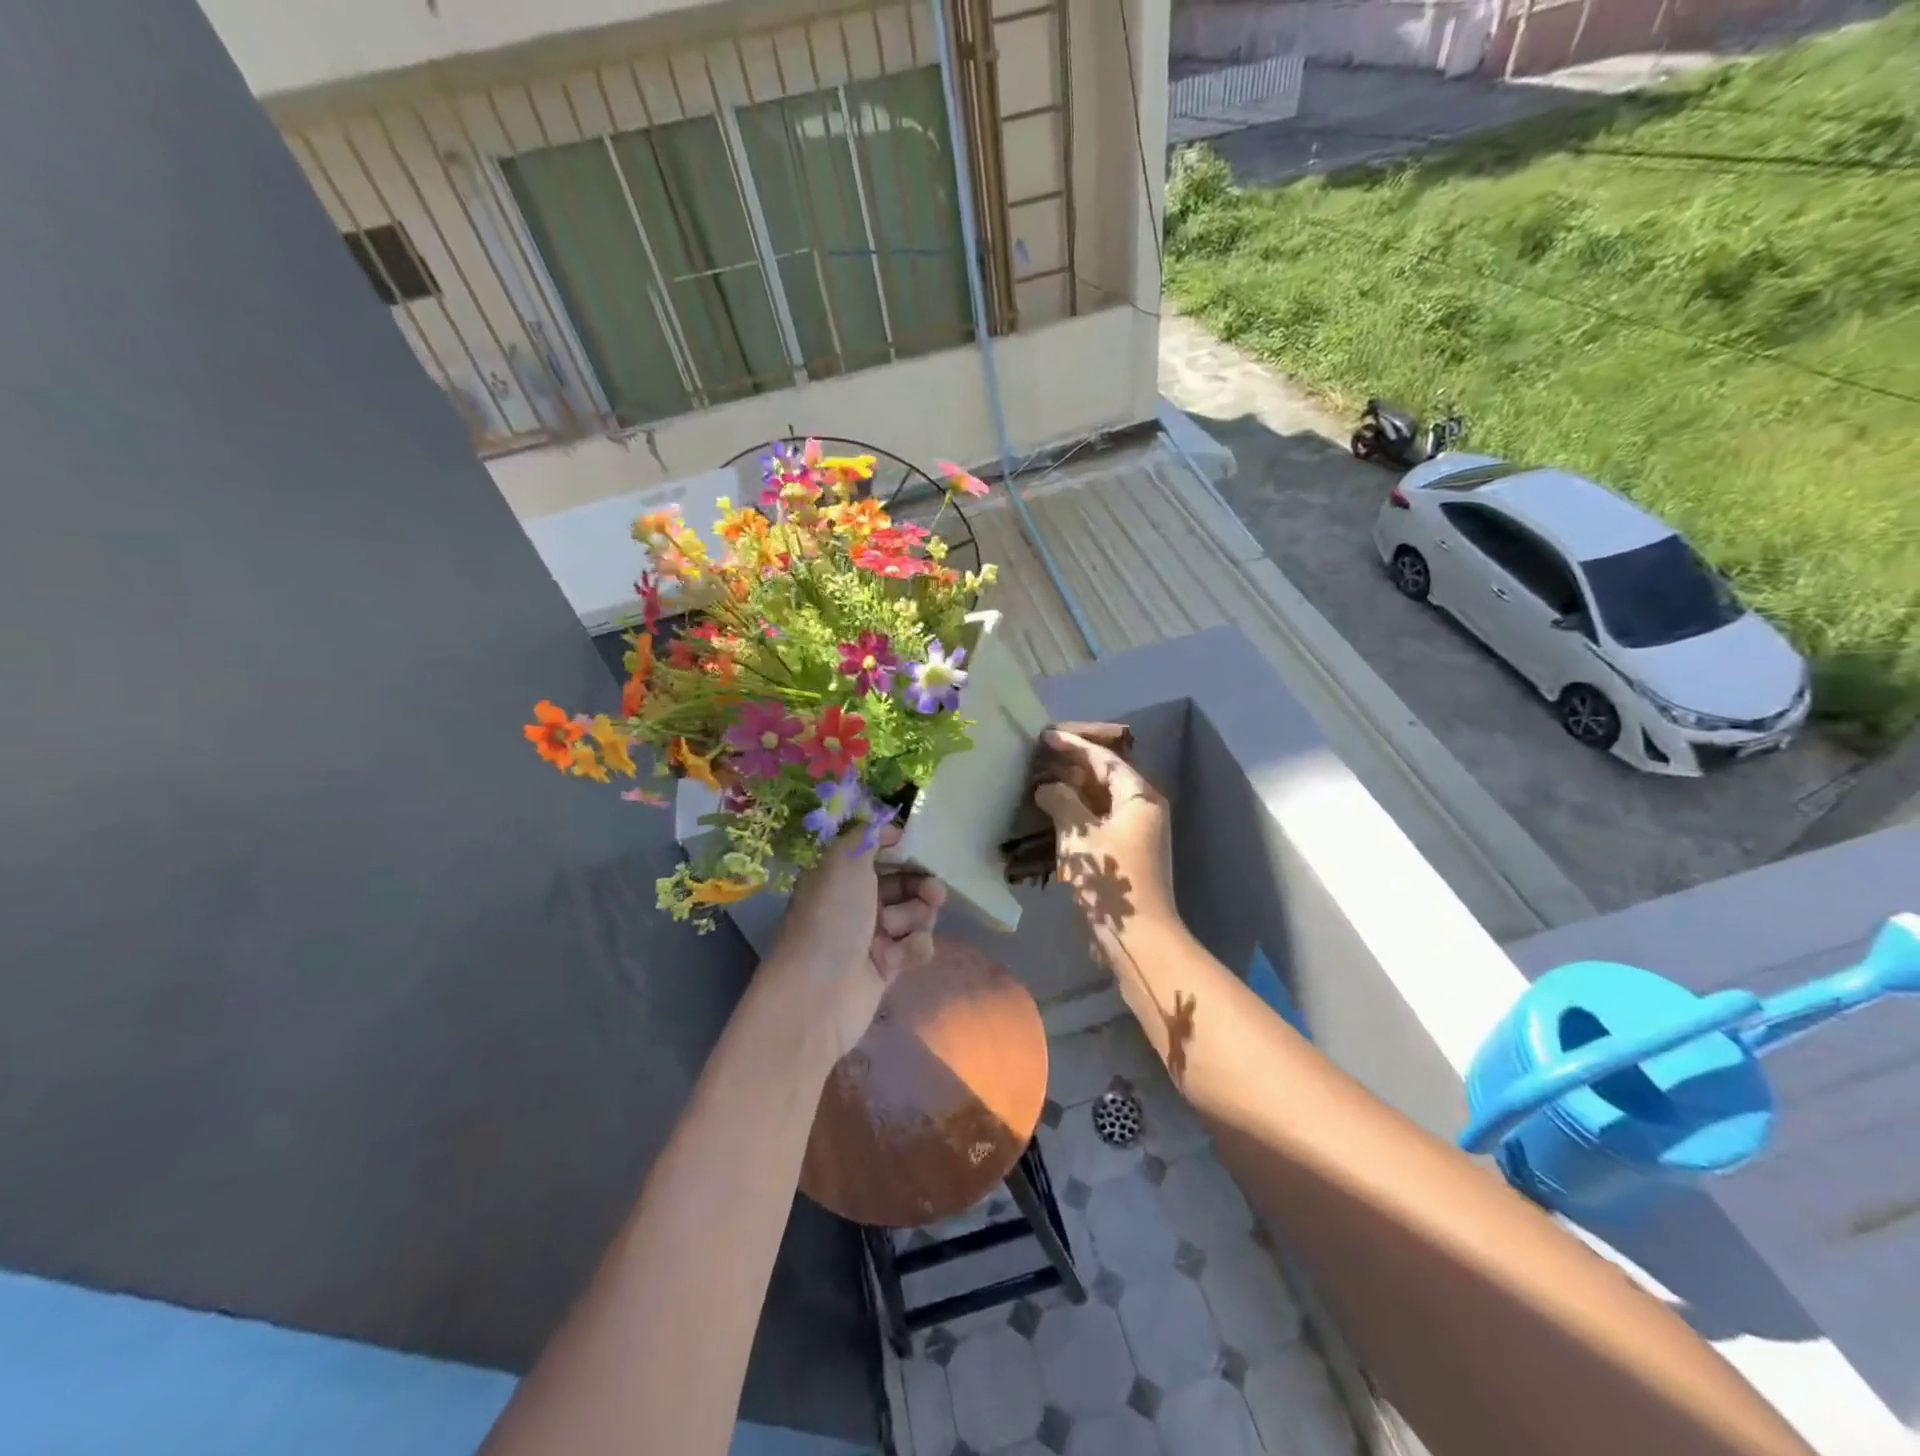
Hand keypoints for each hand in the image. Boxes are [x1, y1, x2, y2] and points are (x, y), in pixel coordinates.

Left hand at [767, 824, 946, 1062]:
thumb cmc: (831, 919)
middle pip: (901, 883)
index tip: (919, 844)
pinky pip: (914, 946)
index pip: (875, 853)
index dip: (898, 847)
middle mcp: (854, 903)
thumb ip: (866, 836)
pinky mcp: (887, 966)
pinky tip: (903, 955)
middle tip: (935, 890)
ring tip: (907, 927)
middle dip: (920, 884)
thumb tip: (886, 825)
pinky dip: (914, 948)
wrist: (819, 994)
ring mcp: (871, 936)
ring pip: (913, 914)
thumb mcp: (843, 863)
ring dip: (917, 916)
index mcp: (838, 876)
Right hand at [1033, 729, 1173, 947]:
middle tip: (1039, 756)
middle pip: (1105, 777)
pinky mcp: (1126, 853)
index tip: (1046, 736)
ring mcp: (1136, 832)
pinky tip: (1053, 813)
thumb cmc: (1110, 880)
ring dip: (1073, 790)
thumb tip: (1047, 788)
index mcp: (1139, 797)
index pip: (1105, 759)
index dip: (1074, 745)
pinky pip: (1099, 820)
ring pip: (1101, 800)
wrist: (1138, 937)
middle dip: (1073, 765)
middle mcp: (1142, 809)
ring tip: (1041, 780)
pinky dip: (1077, 813)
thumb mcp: (1079, 835)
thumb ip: (1061, 802)